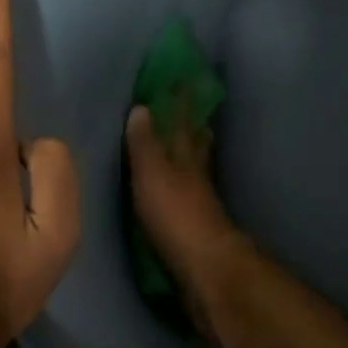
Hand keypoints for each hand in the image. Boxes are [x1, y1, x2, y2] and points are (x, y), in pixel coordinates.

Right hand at [125, 103, 245, 336]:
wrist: (205, 270)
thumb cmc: (175, 216)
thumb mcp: (152, 174)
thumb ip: (145, 144)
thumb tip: (142, 107)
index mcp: (185, 158)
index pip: (183, 122)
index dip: (182, 102)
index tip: (184, 78)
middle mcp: (197, 175)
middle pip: (197, 144)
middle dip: (194, 126)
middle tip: (194, 109)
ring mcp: (200, 202)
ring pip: (197, 168)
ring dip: (194, 153)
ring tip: (190, 142)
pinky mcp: (197, 227)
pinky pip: (190, 195)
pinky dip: (187, 185)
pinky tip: (183, 189)